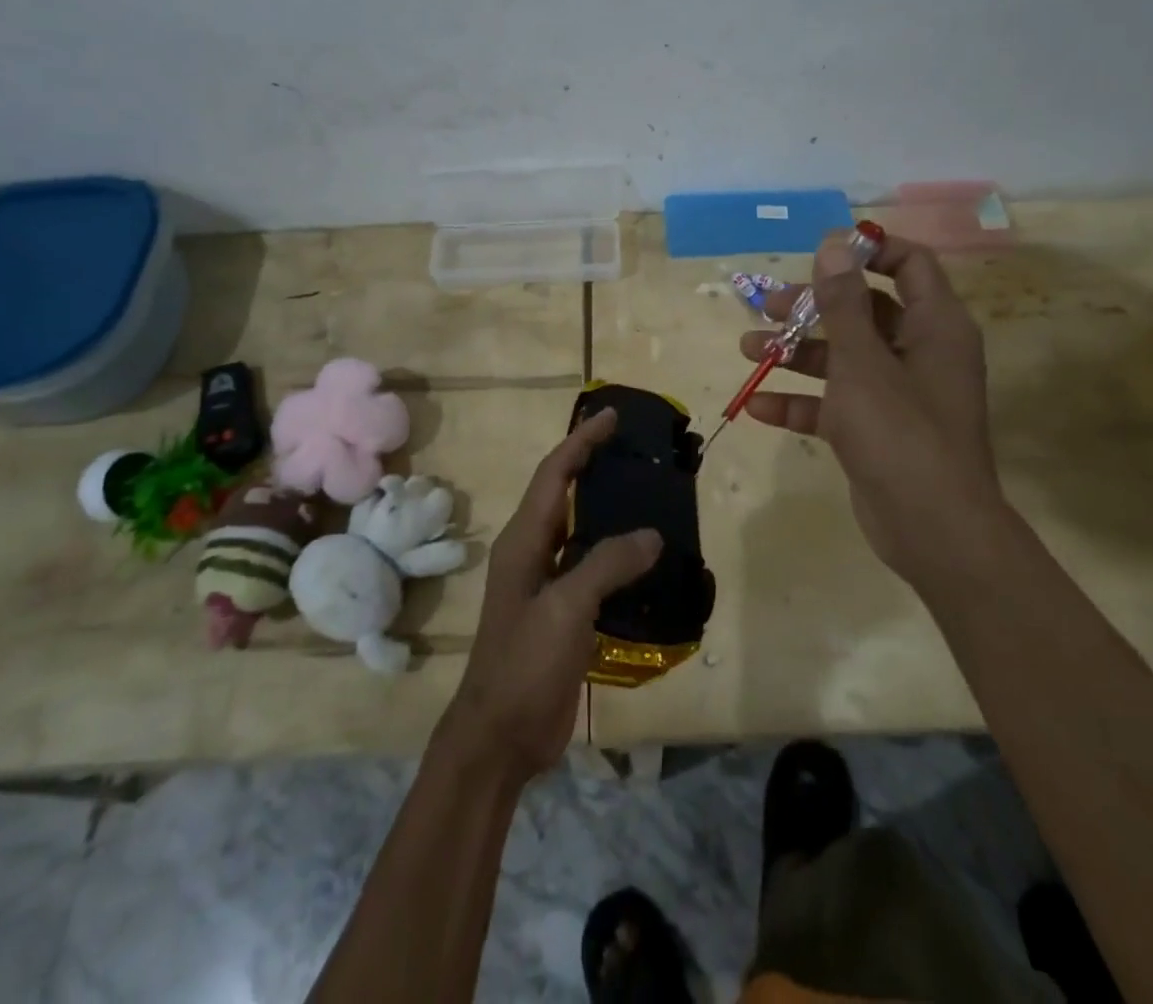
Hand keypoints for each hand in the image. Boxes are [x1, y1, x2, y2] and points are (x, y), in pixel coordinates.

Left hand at [436, 409, 661, 782]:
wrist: (500, 737)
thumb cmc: (524, 663)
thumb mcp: (565, 608)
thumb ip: (608, 564)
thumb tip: (652, 535)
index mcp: (524, 540)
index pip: (555, 474)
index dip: (581, 441)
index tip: (610, 415)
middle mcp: (533, 552)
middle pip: (565, 494)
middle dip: (594, 465)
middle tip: (635, 449)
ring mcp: (546, 584)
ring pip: (582, 532)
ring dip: (609, 509)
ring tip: (649, 494)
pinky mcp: (563, 613)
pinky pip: (594, 569)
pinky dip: (619, 555)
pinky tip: (648, 559)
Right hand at [740, 231, 1006, 582]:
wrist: (932, 529)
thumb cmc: (900, 431)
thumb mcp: (862, 361)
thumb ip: (844, 302)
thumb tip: (835, 242)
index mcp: (934, 326)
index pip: (909, 264)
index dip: (869, 250)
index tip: (822, 252)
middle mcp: (919, 352)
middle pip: (864, 311)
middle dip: (813, 307)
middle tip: (767, 307)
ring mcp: (897, 394)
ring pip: (843, 357)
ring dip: (796, 353)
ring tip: (747, 349)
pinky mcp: (876, 430)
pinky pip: (834, 403)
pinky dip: (800, 402)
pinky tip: (756, 405)